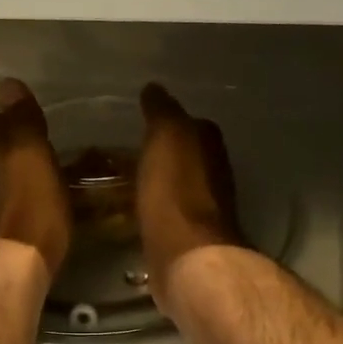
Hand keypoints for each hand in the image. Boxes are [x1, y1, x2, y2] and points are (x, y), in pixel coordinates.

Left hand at [0, 79, 70, 283]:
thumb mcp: (35, 157)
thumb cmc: (34, 209)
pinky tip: (17, 226)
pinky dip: (1, 217)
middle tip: (33, 163)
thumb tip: (6, 83)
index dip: (8, 123)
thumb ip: (22, 121)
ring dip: (3, 188)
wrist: (13, 269)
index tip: (27, 127)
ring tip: (29, 196)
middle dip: (5, 157)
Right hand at [138, 83, 241, 301]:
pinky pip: (168, 213)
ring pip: (178, 185)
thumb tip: (155, 88)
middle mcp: (214, 173)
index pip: (191, 123)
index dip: (169, 121)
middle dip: (164, 152)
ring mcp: (204, 208)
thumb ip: (162, 111)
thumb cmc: (175, 190)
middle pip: (187, 155)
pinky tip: (136, 210)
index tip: (143, 121)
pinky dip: (155, 208)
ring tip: (128, 180)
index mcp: (209, 144)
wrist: (187, 256)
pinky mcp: (189, 238)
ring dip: (159, 181)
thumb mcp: (166, 137)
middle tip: (129, 151)